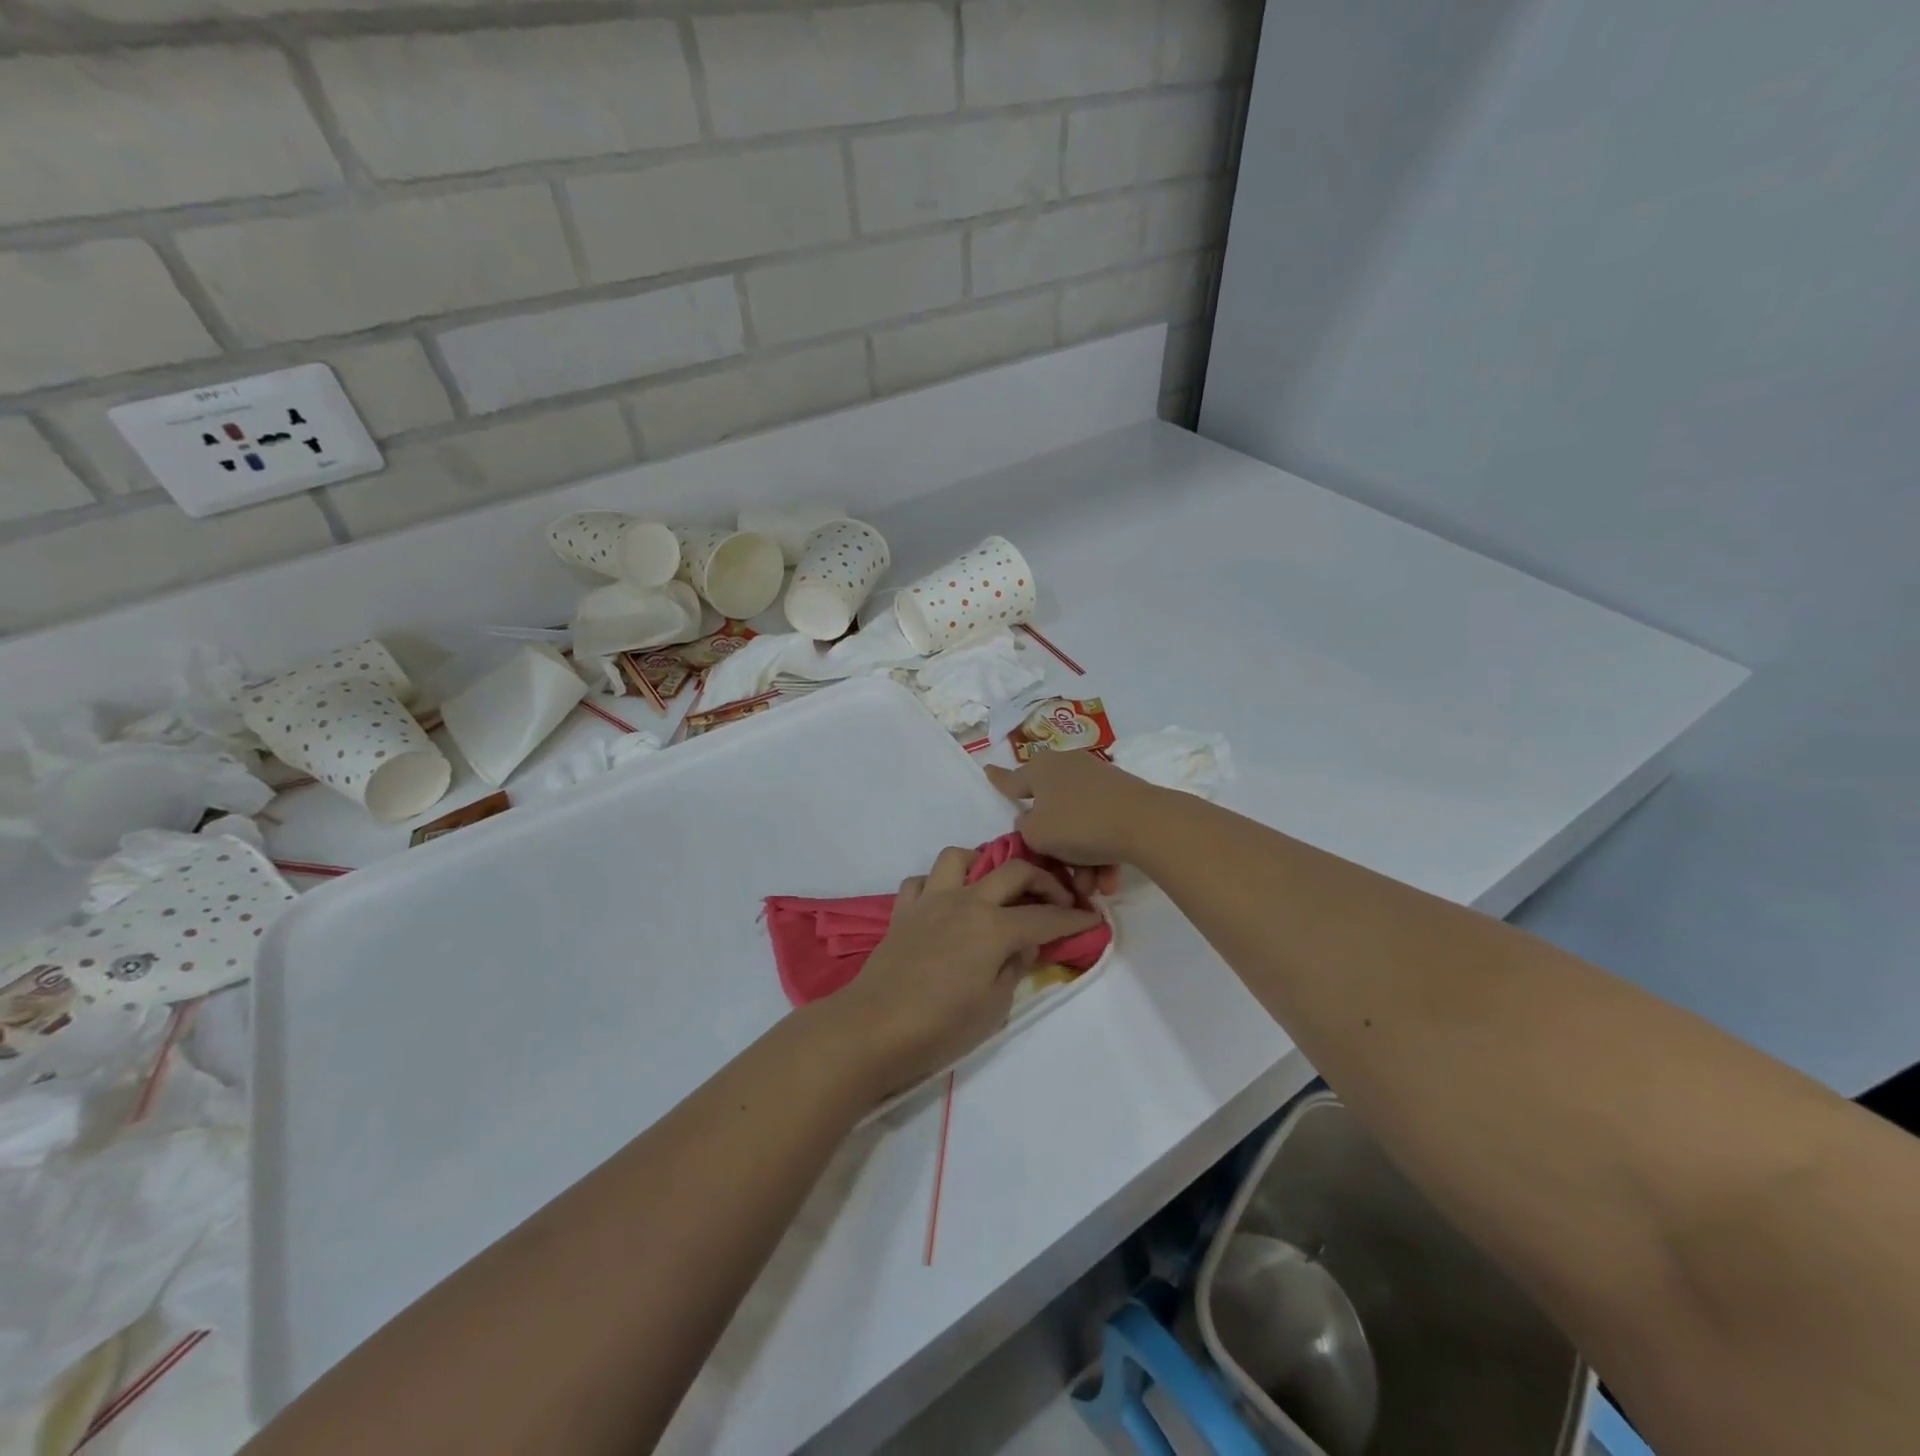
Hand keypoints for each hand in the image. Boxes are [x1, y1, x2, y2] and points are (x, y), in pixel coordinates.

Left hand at [825, 847, 1101, 1097]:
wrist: (873, 1028)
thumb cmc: (941, 1026)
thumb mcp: (994, 1007)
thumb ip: (1014, 967)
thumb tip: (1024, 945)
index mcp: (994, 927)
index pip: (1046, 917)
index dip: (1074, 919)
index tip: (1093, 919)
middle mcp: (966, 901)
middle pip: (1013, 871)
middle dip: (1044, 880)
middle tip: (1057, 900)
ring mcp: (931, 901)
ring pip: (958, 857)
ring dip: (981, 865)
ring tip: (991, 888)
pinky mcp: (903, 911)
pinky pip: (921, 882)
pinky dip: (936, 886)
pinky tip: (944, 906)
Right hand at [986, 754, 1165, 878]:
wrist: (1145, 823)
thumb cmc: (1079, 825)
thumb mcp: (1036, 834)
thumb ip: (1025, 830)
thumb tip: (1033, 822)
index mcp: (1041, 769)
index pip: (1012, 779)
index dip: (999, 781)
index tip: (987, 771)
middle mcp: (1068, 768)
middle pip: (1051, 812)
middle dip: (1055, 850)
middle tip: (1059, 875)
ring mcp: (1098, 781)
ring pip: (1079, 825)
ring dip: (1081, 860)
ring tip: (1091, 888)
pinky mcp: (1124, 797)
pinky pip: (1102, 827)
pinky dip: (1102, 853)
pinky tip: (1109, 881)